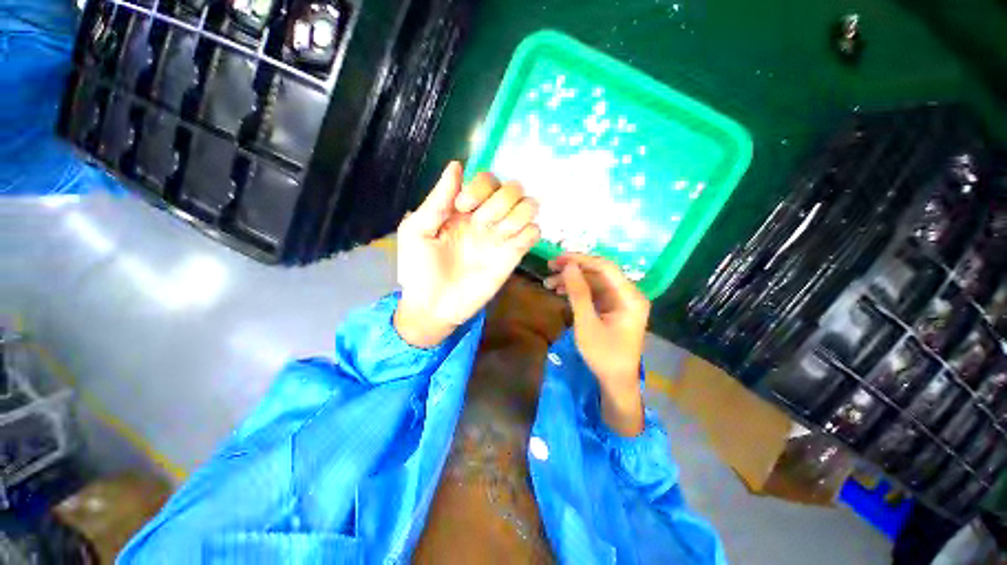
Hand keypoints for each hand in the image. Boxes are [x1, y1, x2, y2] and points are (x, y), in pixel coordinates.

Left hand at [395, 162, 540, 347]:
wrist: (433, 307)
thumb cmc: (419, 269)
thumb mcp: (417, 231)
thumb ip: (437, 199)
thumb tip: (456, 165)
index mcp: (463, 208)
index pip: (487, 179)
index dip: (480, 187)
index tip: (462, 208)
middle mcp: (487, 217)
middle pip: (513, 188)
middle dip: (499, 201)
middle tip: (480, 223)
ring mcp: (502, 236)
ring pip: (529, 206)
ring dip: (517, 213)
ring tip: (498, 233)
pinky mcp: (513, 255)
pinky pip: (535, 232)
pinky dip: (529, 232)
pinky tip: (511, 244)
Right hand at [544, 254, 650, 435]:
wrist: (615, 381)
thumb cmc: (603, 355)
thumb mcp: (587, 323)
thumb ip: (578, 293)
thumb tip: (568, 266)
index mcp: (629, 297)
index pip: (605, 267)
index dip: (581, 259)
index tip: (558, 259)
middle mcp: (628, 294)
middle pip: (599, 272)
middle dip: (574, 269)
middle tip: (549, 268)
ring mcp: (620, 301)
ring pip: (594, 282)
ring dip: (572, 280)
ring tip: (549, 283)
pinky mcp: (612, 308)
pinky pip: (594, 293)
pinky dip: (577, 291)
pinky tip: (560, 291)